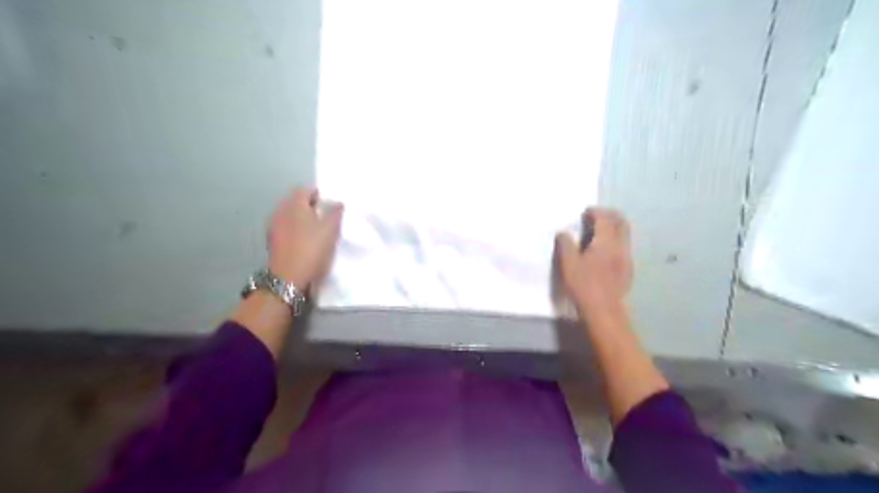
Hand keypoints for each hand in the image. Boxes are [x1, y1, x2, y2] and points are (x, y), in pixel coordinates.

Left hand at [270, 186, 344, 287]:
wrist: (289, 278)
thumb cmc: (312, 249)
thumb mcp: (331, 230)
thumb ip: (335, 213)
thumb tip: (337, 203)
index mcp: (294, 204)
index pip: (305, 189)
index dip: (318, 194)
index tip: (328, 204)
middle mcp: (281, 211)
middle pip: (295, 201)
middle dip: (309, 206)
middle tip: (324, 216)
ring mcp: (274, 226)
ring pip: (290, 215)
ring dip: (301, 219)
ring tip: (315, 230)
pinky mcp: (272, 241)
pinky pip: (286, 228)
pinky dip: (295, 230)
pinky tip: (304, 241)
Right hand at [556, 207, 632, 319]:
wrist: (604, 310)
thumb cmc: (584, 286)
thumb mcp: (568, 264)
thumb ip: (565, 244)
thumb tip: (563, 233)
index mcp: (606, 242)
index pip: (605, 218)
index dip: (595, 212)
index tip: (585, 213)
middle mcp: (621, 246)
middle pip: (621, 222)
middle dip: (609, 215)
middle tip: (595, 217)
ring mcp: (627, 258)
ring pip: (625, 234)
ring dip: (613, 228)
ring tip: (598, 233)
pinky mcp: (628, 269)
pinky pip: (624, 246)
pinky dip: (615, 240)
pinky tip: (604, 251)